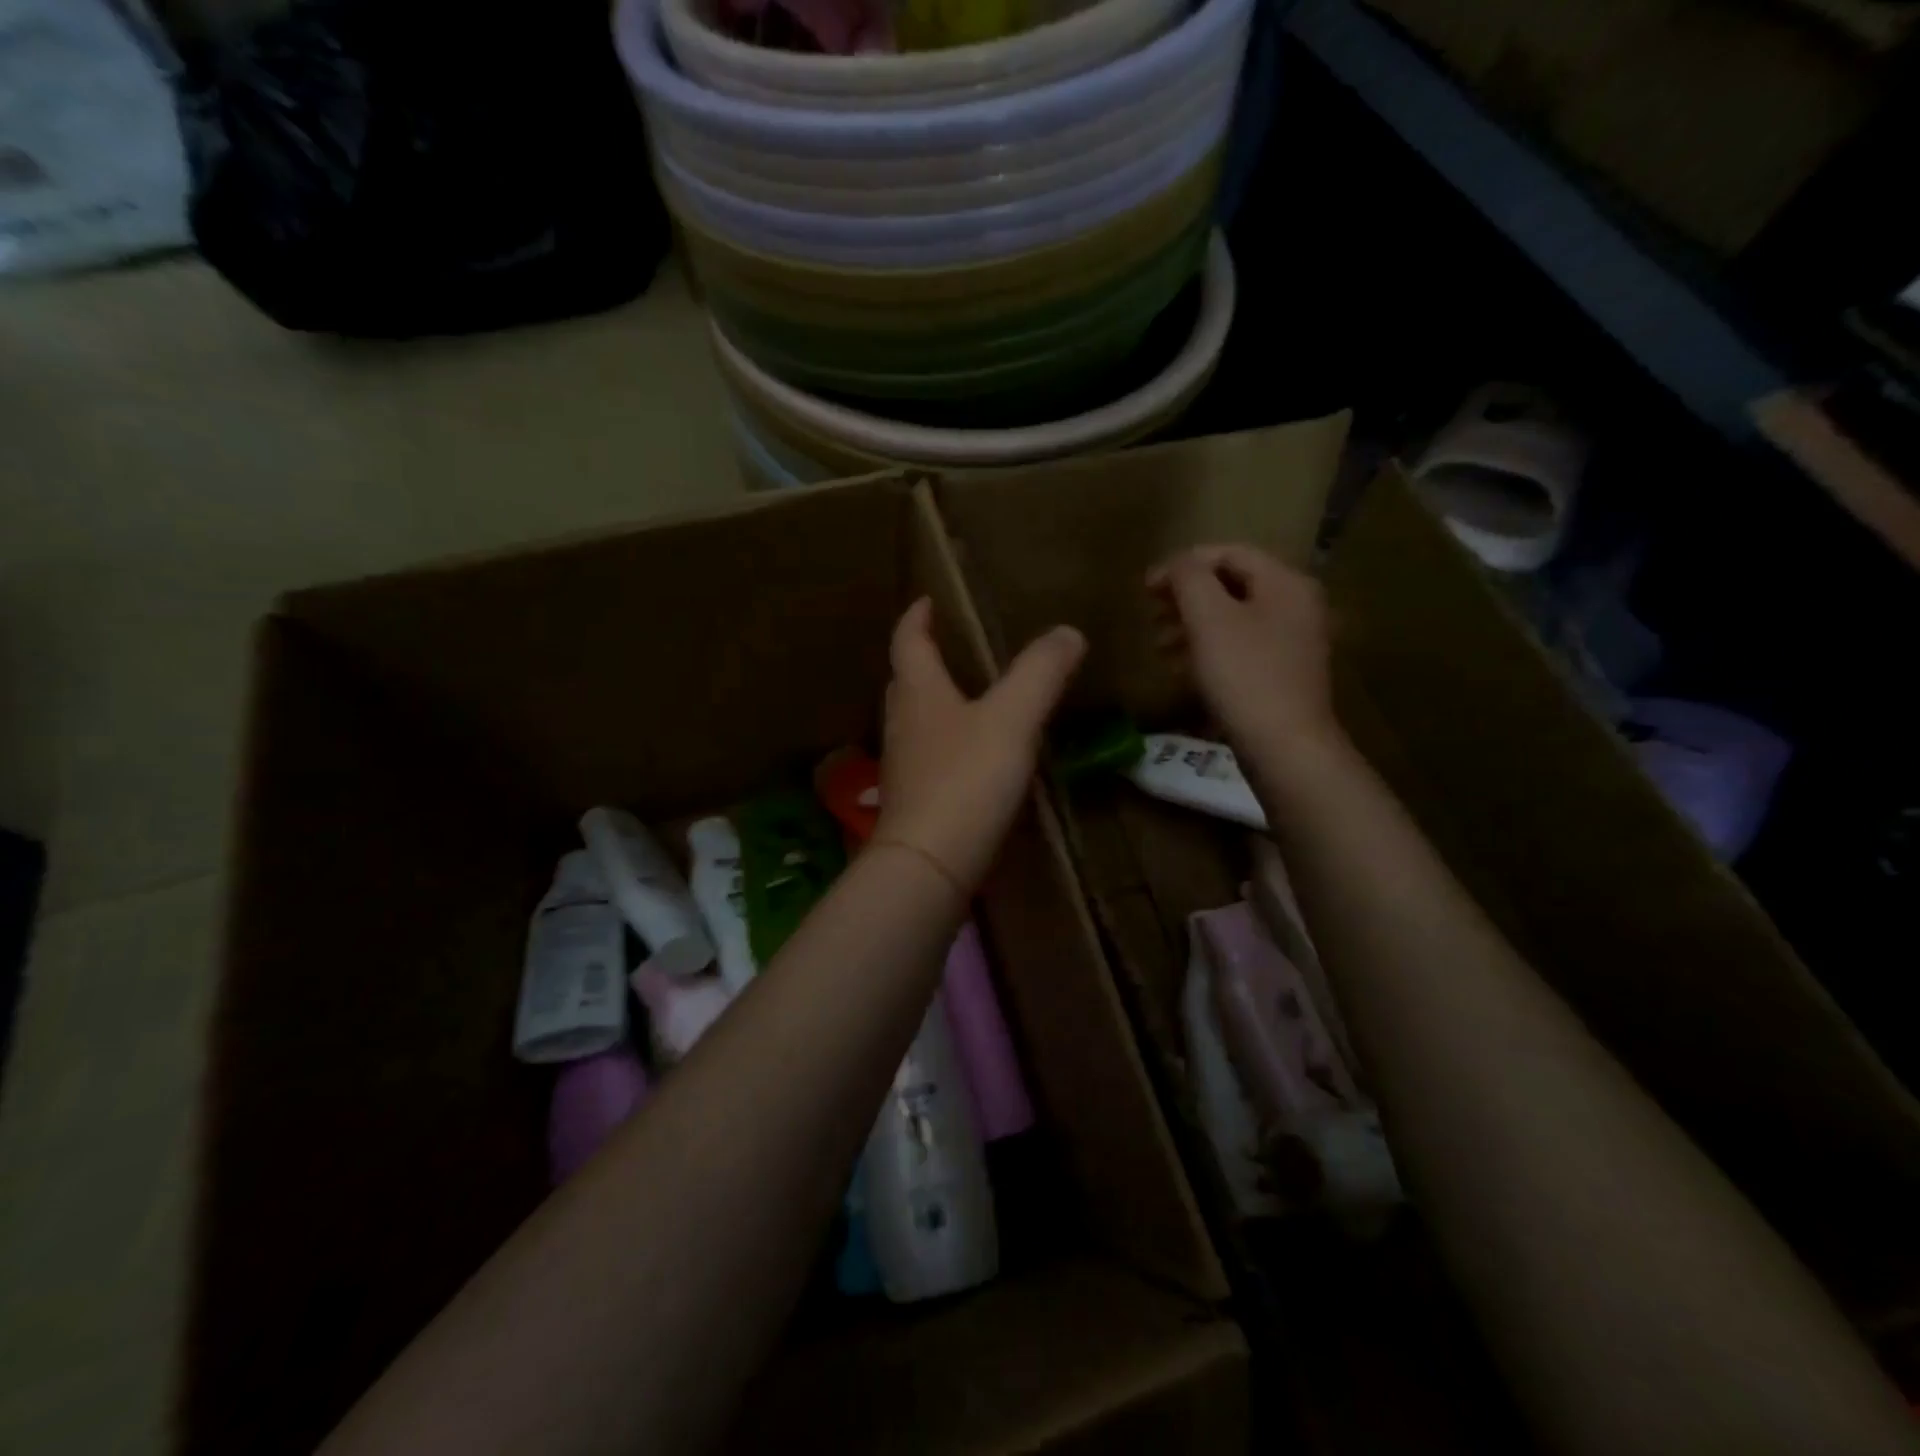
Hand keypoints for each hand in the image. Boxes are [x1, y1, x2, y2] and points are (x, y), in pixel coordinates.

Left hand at [875, 598, 1085, 894]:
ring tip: (964, 697)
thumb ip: (1040, 673)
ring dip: (932, 703)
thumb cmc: (966, 779)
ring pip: (914, 721)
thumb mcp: (1012, 719)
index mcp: (919, 692)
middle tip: (947, 647)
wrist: (929, 863)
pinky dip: (945, 744)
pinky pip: (927, 757)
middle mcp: (903, 723)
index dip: (916, 617)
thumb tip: (1067, 632)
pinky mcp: (913, 801)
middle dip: (922, 659)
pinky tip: (970, 757)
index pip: (908, 641)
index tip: (926, 601)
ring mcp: (903, 765)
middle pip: (905, 681)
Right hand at [1147, 545, 1343, 763]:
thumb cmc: (1244, 675)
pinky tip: (1182, 670)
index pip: (1228, 553)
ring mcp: (1292, 643)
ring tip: (1160, 646)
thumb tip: (1177, 564)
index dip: (1182, 565)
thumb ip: (1188, 578)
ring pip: (1232, 620)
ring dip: (1191, 626)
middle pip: (1231, 586)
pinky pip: (1240, 649)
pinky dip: (1208, 651)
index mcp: (1285, 583)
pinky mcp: (1282, 675)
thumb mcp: (1208, 617)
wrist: (1284, 747)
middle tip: (1151, 616)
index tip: (1145, 589)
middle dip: (1185, 597)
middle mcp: (1296, 606)